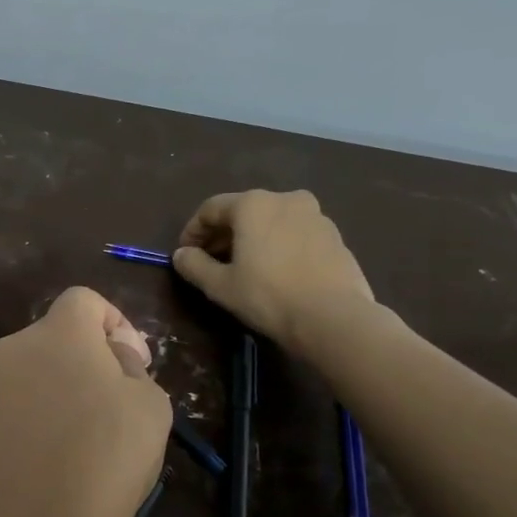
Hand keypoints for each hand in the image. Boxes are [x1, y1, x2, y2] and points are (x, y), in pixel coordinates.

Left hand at [0, 287, 171, 516]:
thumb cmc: (104, 463)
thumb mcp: (150, 408)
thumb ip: (131, 370)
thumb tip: (111, 363)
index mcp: (55, 336)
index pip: (83, 300)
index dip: (115, 324)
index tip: (133, 365)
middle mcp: (7, 356)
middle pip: (51, 343)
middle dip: (83, 366)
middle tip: (111, 412)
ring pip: (25, 385)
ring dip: (52, 403)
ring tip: (78, 455)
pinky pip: (4, 426)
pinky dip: (25, 438)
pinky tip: (43, 480)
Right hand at [171, 190, 375, 354]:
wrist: (334, 317)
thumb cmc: (268, 295)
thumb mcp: (220, 285)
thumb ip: (194, 265)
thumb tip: (181, 255)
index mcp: (253, 204)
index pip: (211, 209)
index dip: (192, 231)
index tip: (185, 254)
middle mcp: (285, 199)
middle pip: (243, 211)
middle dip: (223, 234)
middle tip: (210, 261)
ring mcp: (315, 215)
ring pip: (272, 221)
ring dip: (252, 238)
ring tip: (244, 267)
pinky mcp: (335, 236)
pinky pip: (295, 233)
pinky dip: (278, 245)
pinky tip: (275, 271)